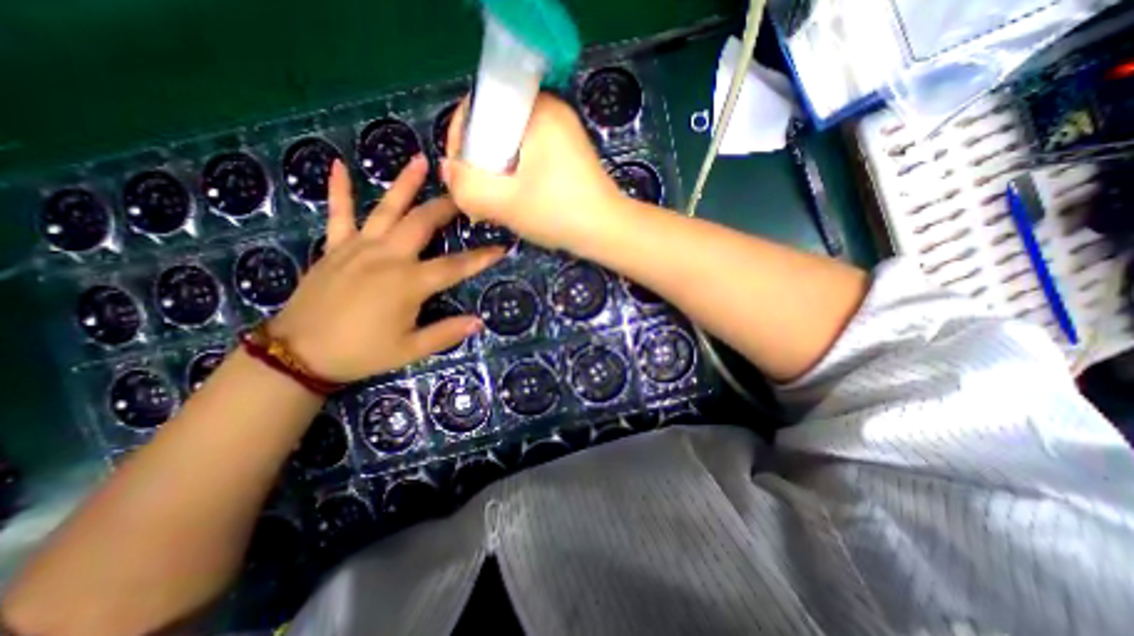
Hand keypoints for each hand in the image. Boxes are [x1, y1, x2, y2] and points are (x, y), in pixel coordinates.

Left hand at [268, 155, 504, 381]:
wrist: (299, 355)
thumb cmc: (362, 353)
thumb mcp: (411, 349)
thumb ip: (446, 333)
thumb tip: (479, 322)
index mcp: (409, 283)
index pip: (455, 266)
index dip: (481, 257)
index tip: (502, 247)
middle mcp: (387, 257)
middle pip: (422, 223)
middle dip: (447, 207)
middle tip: (465, 195)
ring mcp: (358, 248)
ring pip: (386, 209)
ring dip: (404, 184)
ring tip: (420, 160)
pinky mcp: (334, 248)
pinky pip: (338, 214)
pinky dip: (339, 190)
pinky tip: (336, 165)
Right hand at [439, 91, 619, 251]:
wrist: (608, 232)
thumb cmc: (560, 214)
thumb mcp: (506, 203)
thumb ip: (467, 186)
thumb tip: (448, 169)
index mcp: (537, 110)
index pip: (480, 107)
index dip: (461, 139)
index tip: (461, 173)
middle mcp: (551, 111)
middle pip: (495, 127)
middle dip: (480, 162)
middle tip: (478, 195)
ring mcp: (562, 133)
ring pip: (512, 145)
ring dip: (497, 173)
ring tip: (494, 203)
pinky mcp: (568, 153)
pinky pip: (530, 156)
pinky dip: (517, 175)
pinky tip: (515, 200)